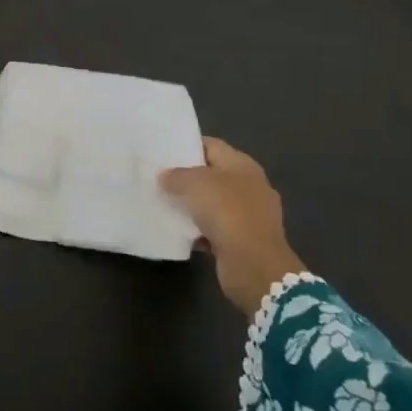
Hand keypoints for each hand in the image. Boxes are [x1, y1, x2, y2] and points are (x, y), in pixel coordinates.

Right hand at [160, 137, 306, 317]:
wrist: (253, 265)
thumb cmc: (226, 212)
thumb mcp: (194, 183)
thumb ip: (176, 175)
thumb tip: (165, 177)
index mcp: (242, 165)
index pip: (211, 145)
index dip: (186, 146)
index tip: (162, 152)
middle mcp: (249, 186)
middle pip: (211, 174)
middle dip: (186, 177)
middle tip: (158, 178)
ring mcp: (248, 215)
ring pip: (212, 203)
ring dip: (191, 206)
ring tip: (162, 204)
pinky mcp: (243, 241)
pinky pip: (214, 229)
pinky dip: (197, 230)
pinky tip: (177, 231)